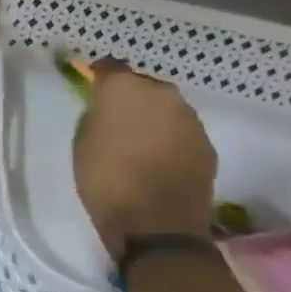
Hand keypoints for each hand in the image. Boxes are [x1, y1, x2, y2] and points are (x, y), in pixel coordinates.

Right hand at [73, 60, 215, 262]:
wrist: (156, 224)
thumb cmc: (105, 178)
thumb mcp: (83, 141)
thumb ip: (97, 115)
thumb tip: (107, 109)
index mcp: (124, 88)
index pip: (109, 67)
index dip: (99, 77)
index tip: (92, 89)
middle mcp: (162, 94)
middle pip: (142, 86)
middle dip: (130, 98)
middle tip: (116, 120)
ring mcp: (190, 119)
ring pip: (166, 108)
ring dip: (153, 118)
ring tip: (139, 142)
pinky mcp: (207, 144)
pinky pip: (181, 132)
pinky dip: (170, 139)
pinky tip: (158, 159)